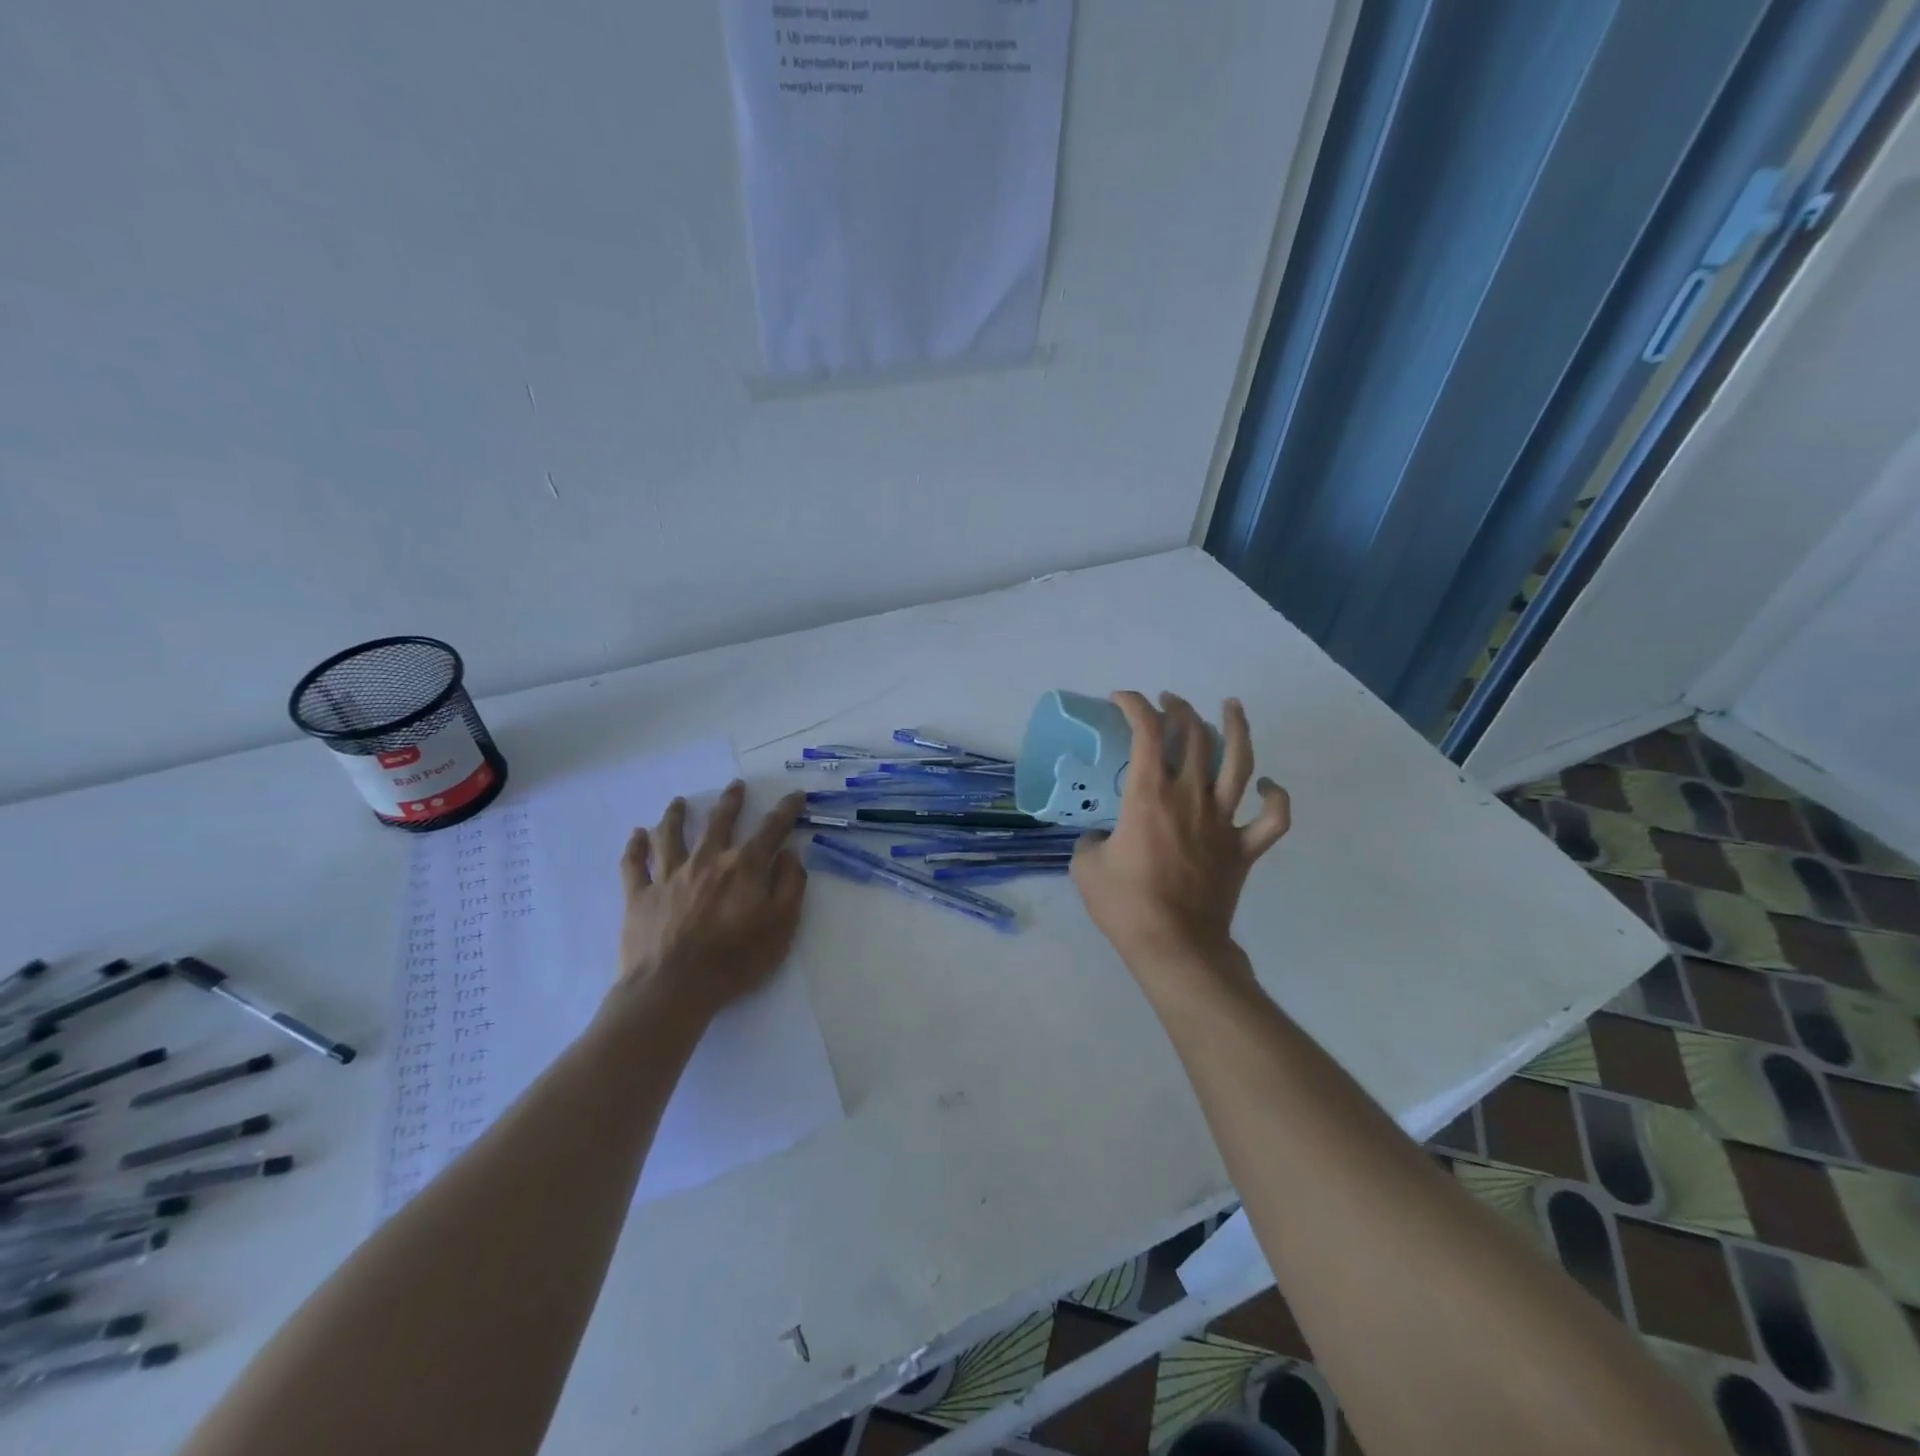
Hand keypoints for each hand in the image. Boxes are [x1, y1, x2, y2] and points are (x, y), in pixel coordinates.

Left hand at [612, 781, 808, 1021]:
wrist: (673, 987)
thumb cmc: (735, 959)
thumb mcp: (782, 925)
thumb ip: (790, 884)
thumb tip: (789, 853)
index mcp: (742, 867)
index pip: (770, 830)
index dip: (786, 810)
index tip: (795, 794)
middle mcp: (706, 861)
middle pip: (719, 822)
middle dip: (731, 801)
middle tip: (736, 785)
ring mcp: (669, 876)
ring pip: (671, 835)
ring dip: (676, 815)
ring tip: (678, 801)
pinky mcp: (640, 896)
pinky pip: (635, 865)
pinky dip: (635, 847)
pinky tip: (636, 834)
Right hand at [1071, 692, 1289, 973]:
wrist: (1175, 945)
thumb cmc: (1126, 905)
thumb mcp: (1085, 866)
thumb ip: (1092, 840)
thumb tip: (1102, 836)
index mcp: (1149, 794)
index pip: (1146, 731)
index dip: (1134, 705)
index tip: (1121, 699)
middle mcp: (1190, 796)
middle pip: (1194, 736)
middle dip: (1179, 710)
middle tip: (1169, 704)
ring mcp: (1223, 821)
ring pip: (1240, 762)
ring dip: (1236, 728)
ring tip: (1231, 706)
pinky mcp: (1244, 848)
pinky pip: (1273, 819)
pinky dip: (1275, 798)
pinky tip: (1266, 785)